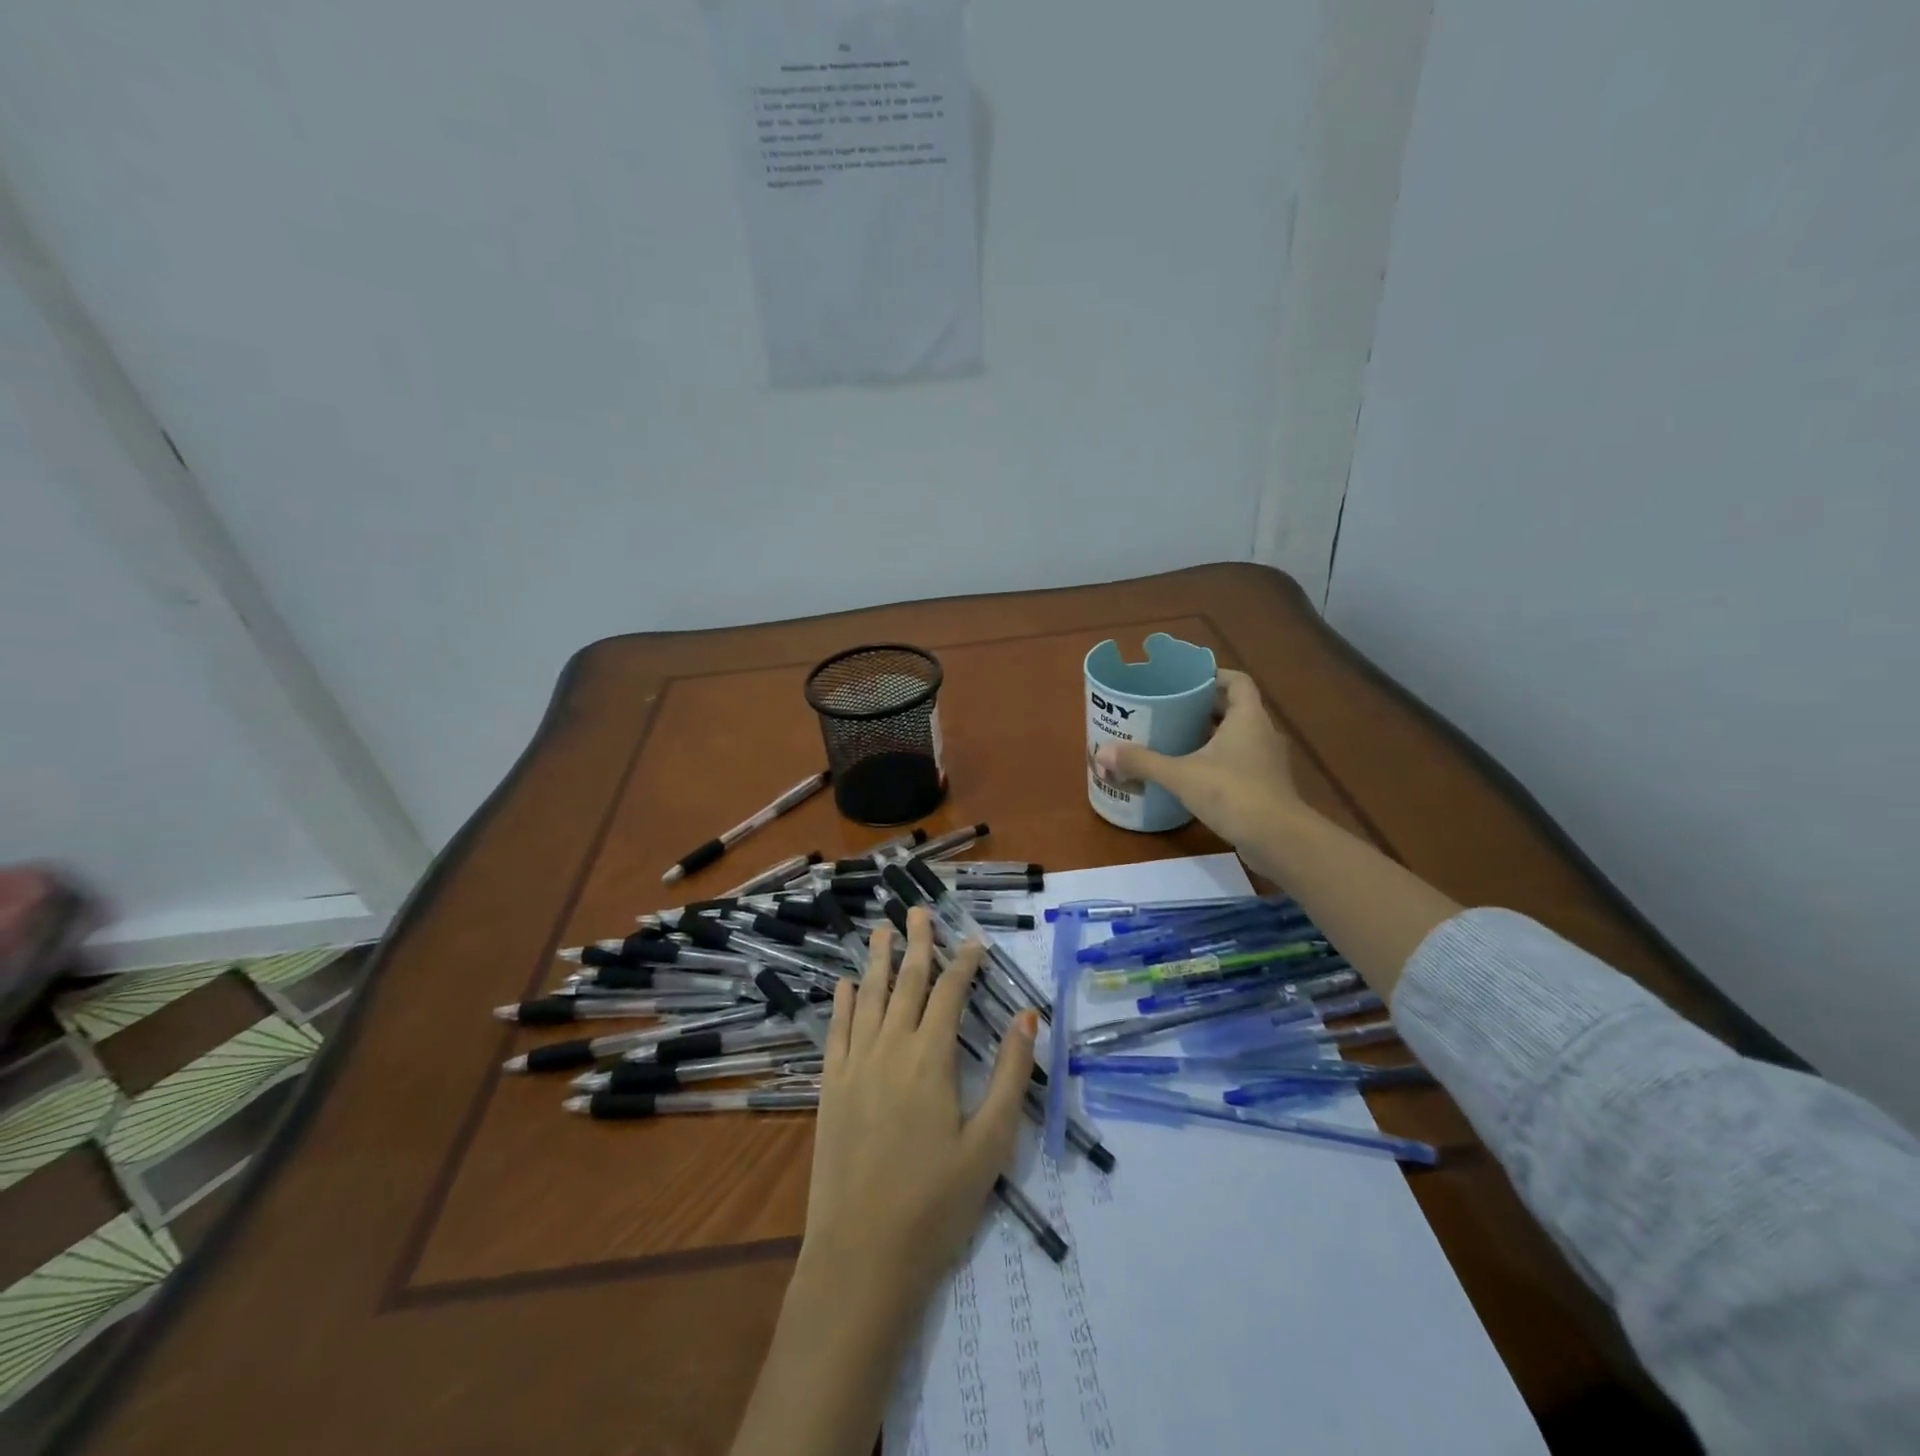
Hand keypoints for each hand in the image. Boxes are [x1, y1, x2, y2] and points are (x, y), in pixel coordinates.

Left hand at [802, 908, 1037, 1300]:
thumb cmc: (936, 1203)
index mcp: (931, 1058)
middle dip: (917, 944)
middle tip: (918, 911)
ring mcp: (854, 1065)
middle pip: (907, 982)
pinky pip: (836, 1031)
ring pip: (869, 998)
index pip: (950, 993)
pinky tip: (845, 984)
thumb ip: (1010, 1074)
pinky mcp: (830, 1088)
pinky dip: (842, 1003)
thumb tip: (1027, 1015)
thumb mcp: (991, 1143)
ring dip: (878, 961)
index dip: (964, 963)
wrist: (862, 1256)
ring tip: (882, 930)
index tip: (975, 941)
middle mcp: (890, 1048)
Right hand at [1094, 668, 1305, 858]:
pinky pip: (1239, 762)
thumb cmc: (1233, 794)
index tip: (1186, 680)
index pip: (1236, 681)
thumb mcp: (1180, 775)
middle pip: (1234, 708)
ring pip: (1237, 737)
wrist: (1279, 840)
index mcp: (1248, 718)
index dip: (1213, 675)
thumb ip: (1142, 762)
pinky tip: (1192, 774)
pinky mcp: (1266, 786)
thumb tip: (1101, 752)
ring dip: (1210, 736)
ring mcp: (1267, 762)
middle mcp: (1262, 733)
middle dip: (1203, 707)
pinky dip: (1218, 761)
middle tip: (1169, 710)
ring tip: (1175, 739)